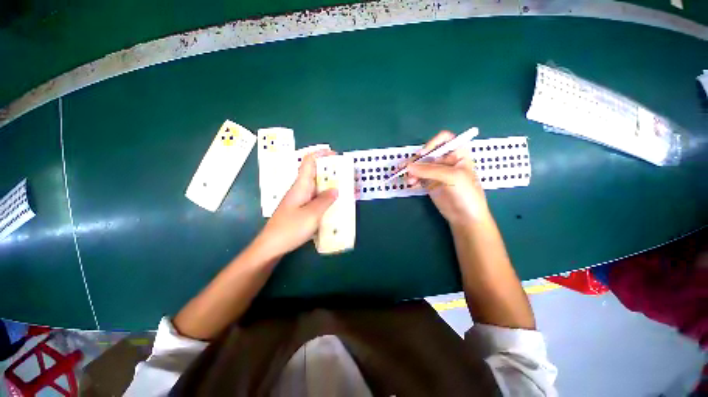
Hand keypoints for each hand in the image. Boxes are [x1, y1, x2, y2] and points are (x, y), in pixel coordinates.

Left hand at [254, 150, 338, 257]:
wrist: (271, 247)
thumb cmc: (290, 228)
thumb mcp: (312, 214)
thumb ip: (325, 200)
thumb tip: (336, 189)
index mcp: (301, 185)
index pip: (309, 161)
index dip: (321, 154)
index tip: (336, 155)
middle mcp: (300, 189)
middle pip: (315, 173)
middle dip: (331, 171)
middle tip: (346, 175)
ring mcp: (300, 200)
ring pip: (317, 186)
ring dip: (330, 185)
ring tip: (345, 188)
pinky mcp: (301, 209)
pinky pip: (316, 198)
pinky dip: (326, 197)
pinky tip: (334, 204)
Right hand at [407, 131, 489, 226]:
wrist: (466, 216)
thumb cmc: (466, 193)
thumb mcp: (451, 177)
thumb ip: (429, 170)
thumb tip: (408, 166)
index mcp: (457, 154)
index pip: (444, 139)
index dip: (433, 143)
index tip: (423, 153)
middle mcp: (446, 161)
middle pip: (427, 154)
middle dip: (416, 161)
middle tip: (404, 168)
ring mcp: (437, 173)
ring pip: (420, 166)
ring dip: (412, 172)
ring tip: (409, 181)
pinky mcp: (430, 183)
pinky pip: (418, 178)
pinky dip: (413, 180)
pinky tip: (411, 185)